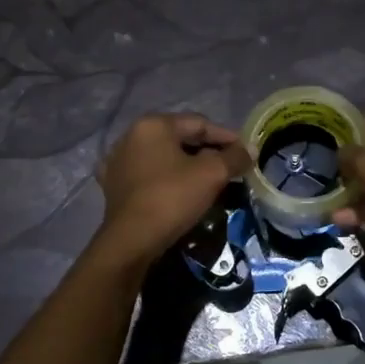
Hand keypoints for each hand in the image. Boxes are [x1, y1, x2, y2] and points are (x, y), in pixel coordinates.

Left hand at [95, 113, 248, 264]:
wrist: (131, 240)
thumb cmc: (172, 198)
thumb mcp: (212, 174)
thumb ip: (234, 157)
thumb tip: (250, 149)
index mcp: (153, 125)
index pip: (199, 123)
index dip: (227, 137)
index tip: (246, 152)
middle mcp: (131, 136)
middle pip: (180, 138)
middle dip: (208, 151)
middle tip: (230, 167)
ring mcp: (119, 161)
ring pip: (164, 157)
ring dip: (188, 165)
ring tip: (209, 181)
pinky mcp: (114, 185)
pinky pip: (149, 174)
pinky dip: (168, 178)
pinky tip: (180, 190)